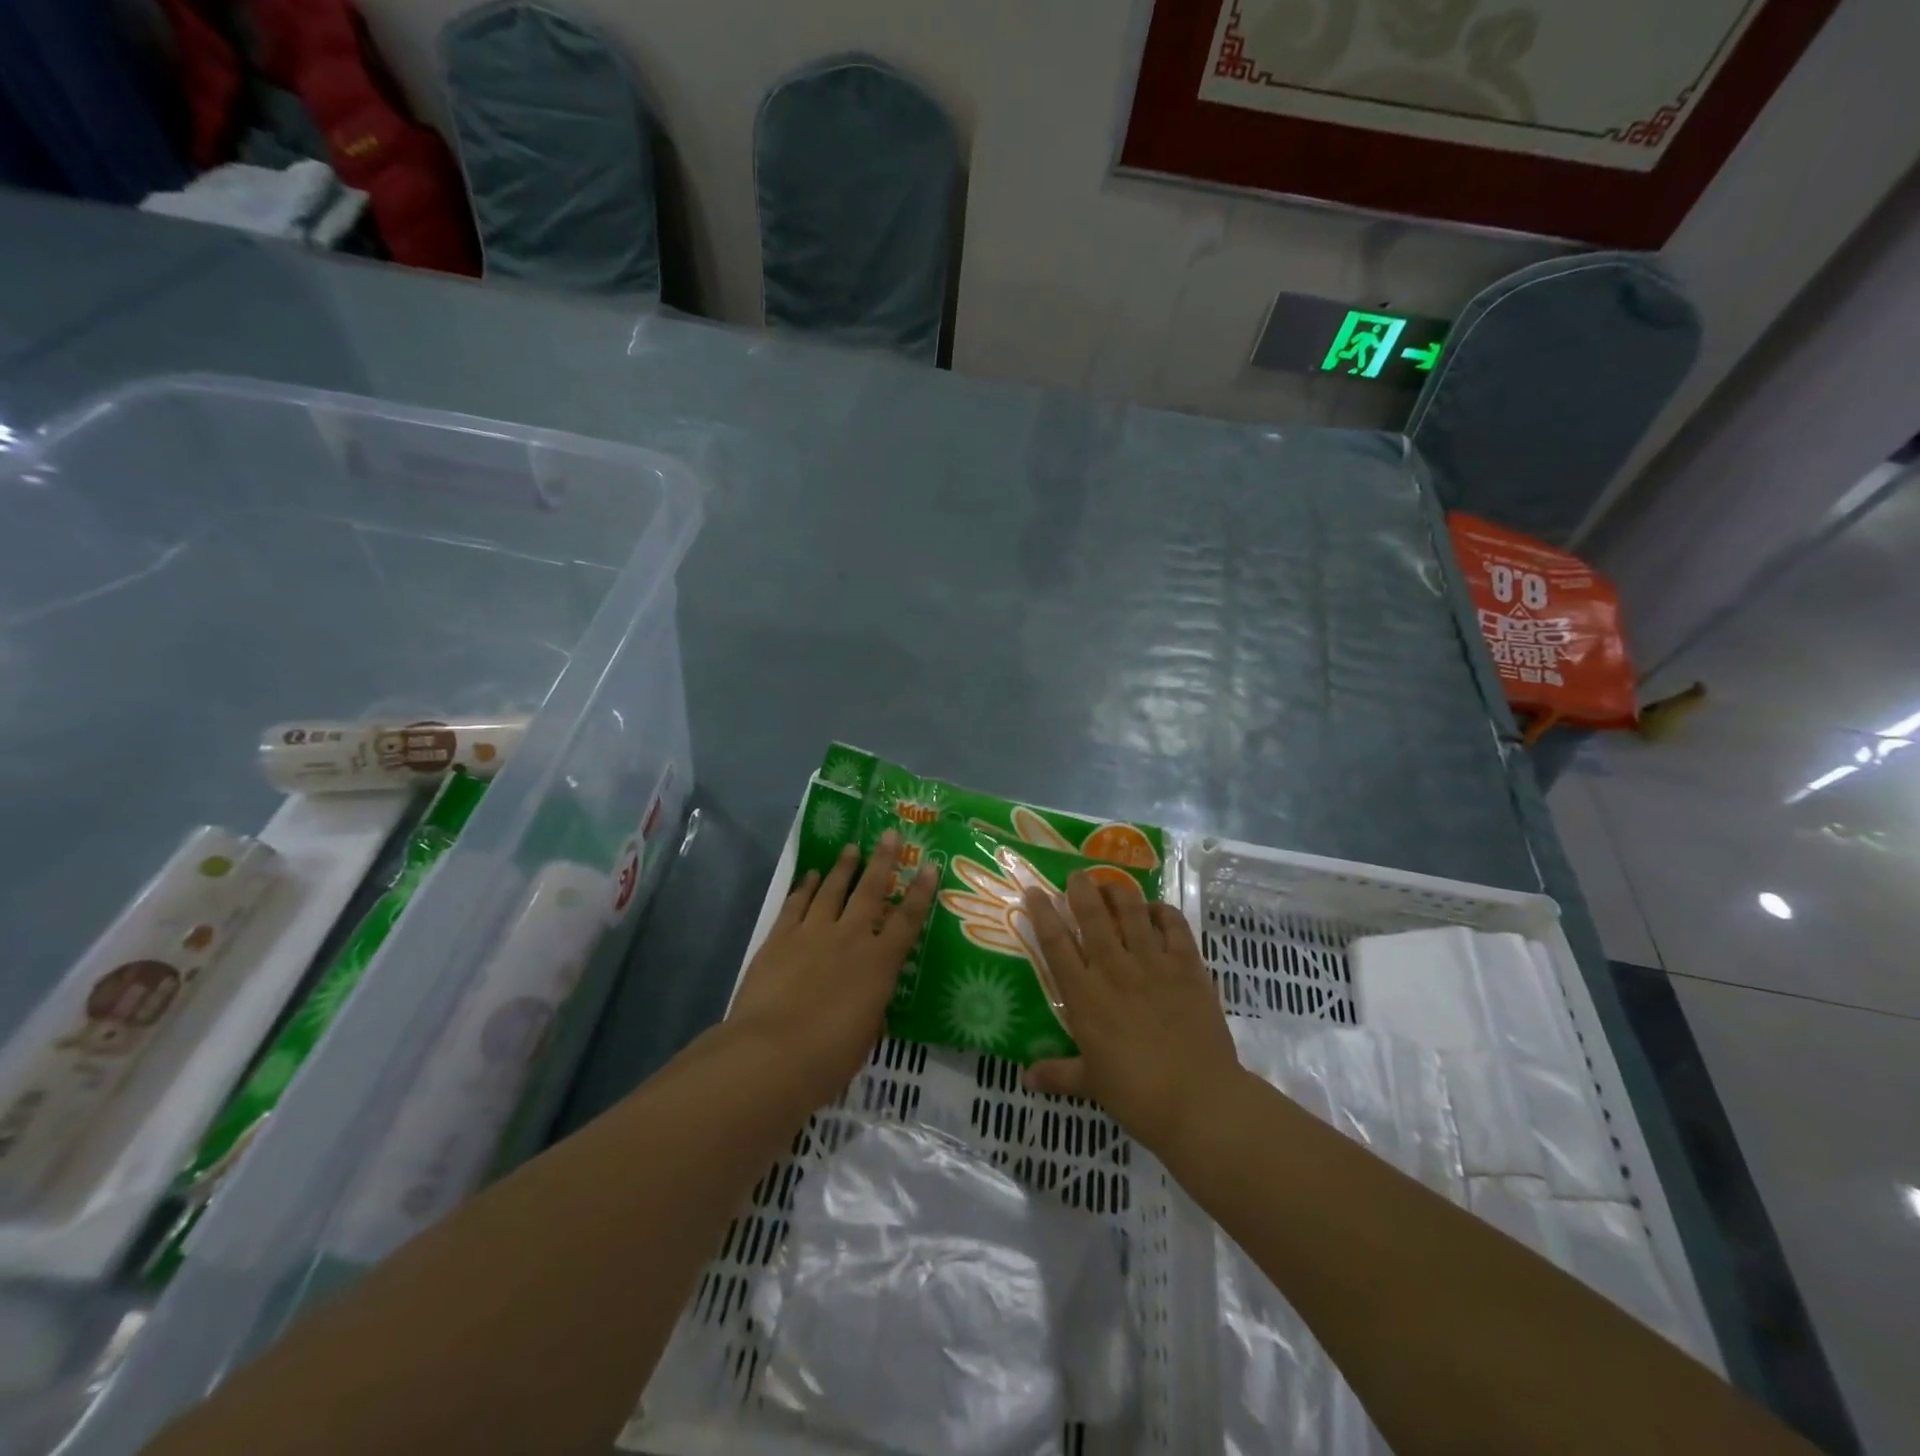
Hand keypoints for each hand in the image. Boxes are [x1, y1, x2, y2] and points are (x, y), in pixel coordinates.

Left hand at [728, 829, 937, 1102]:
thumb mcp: (866, 1033)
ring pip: (833, 889)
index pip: (907, 920)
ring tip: (852, 848)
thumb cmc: (829, 1057)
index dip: (921, 893)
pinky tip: (813, 875)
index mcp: (879, 964)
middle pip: (870, 890)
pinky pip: (797, 903)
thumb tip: (870, 994)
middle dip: (883, 860)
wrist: (771, 1054)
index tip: (930, 866)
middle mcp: (850, 938)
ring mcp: (813, 933)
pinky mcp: (780, 937)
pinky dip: (807, 886)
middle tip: (890, 834)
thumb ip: (871, 1005)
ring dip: (844, 867)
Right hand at [1022, 871, 1240, 1153]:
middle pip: (1092, 915)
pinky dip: (1163, 911)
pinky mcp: (1187, 966)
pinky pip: (1174, 926)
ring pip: (1132, 911)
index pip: (1056, 943)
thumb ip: (1057, 1073)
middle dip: (1081, 888)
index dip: (1042, 913)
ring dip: (1118, 891)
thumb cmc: (1137, 1094)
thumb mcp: (1091, 1083)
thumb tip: (1025, 1078)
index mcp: (1085, 996)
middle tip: (1076, 875)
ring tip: (1111, 883)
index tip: (1033, 891)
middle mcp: (1114, 969)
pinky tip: (1156, 909)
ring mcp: (1153, 964)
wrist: (1199, 1100)